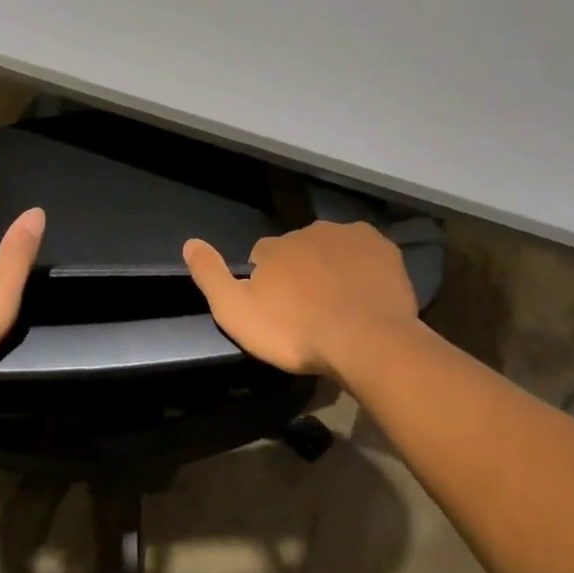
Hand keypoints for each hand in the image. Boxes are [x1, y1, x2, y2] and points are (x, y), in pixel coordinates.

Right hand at [182, 221, 418, 376]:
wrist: (366, 341)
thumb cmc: (296, 331)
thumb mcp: (237, 312)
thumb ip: (210, 276)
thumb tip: (189, 242)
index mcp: (275, 247)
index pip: (263, 256)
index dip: (268, 282)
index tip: (278, 310)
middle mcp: (311, 231)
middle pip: (299, 250)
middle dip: (301, 272)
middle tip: (310, 310)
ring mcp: (351, 237)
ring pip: (333, 249)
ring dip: (332, 269)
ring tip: (340, 306)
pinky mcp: (384, 249)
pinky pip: (366, 254)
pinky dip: (363, 269)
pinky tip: (365, 295)